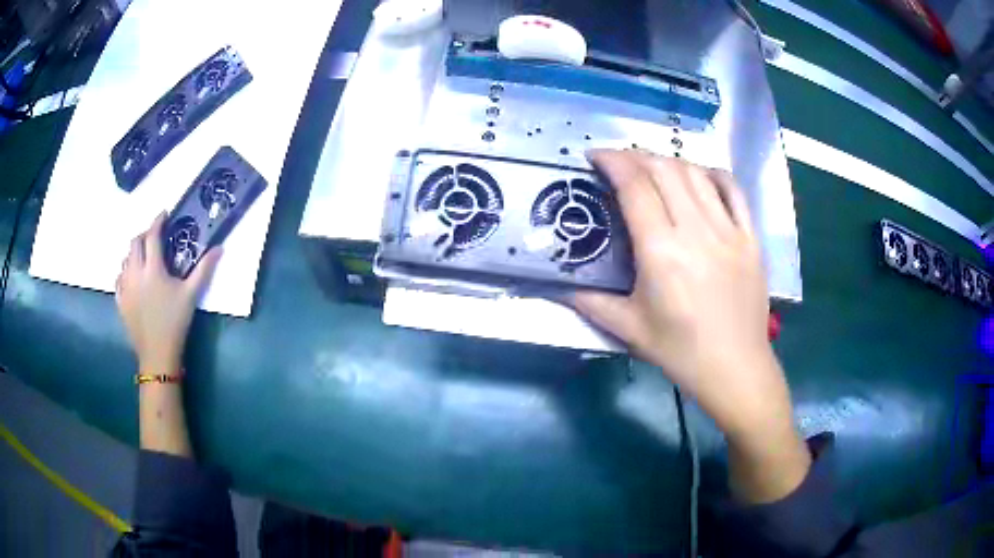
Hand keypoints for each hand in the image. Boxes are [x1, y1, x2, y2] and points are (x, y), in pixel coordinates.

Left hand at [115, 212, 221, 374]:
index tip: (164, 215)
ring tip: (143, 256)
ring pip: (125, 259)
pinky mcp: (120, 301)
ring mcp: (125, 287)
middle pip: (134, 243)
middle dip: (144, 234)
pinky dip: (125, 271)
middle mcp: (135, 273)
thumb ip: (204, 269)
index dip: (157, 221)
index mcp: (153, 269)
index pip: (152, 236)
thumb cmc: (175, 322)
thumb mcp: (191, 295)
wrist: (157, 354)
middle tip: (154, 236)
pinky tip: (132, 276)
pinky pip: (119, 278)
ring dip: (134, 252)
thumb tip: (219, 247)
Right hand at [573, 150, 809, 502]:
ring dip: (669, 161)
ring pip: (697, 174)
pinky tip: (699, 175)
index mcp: (662, 252)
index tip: (595, 156)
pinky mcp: (750, 238)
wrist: (735, 368)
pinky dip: (712, 174)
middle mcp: (696, 231)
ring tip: (652, 167)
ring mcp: (729, 231)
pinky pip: (733, 191)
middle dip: (636, 155)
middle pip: (665, 170)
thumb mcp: (629, 329)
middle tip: (618, 162)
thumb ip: (589, 300)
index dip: (612, 161)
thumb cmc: (680, 352)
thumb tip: (556, 283)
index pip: (635, 186)